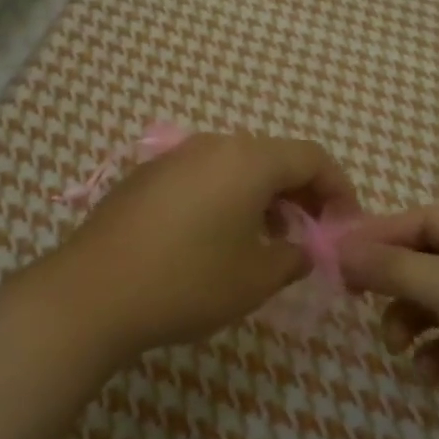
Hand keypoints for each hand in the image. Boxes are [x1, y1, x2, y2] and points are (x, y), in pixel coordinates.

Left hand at [42, 132, 358, 361]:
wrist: (92, 293)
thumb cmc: (187, 282)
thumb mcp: (256, 278)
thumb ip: (293, 257)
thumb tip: (301, 248)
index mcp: (247, 159)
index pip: (311, 156)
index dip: (338, 188)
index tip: (345, 225)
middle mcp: (212, 145)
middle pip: (273, 157)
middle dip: (300, 193)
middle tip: (310, 236)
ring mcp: (173, 157)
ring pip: (235, 166)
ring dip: (262, 197)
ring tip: (266, 241)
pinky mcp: (145, 177)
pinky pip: (202, 176)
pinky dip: (225, 198)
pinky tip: (216, 239)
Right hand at [343, 204, 438, 438]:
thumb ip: (388, 266)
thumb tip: (339, 250)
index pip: (418, 220)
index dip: (375, 237)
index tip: (335, 257)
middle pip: (425, 261)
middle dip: (392, 286)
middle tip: (356, 303)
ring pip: (437, 302)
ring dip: (410, 323)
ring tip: (397, 348)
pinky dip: (437, 352)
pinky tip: (429, 375)